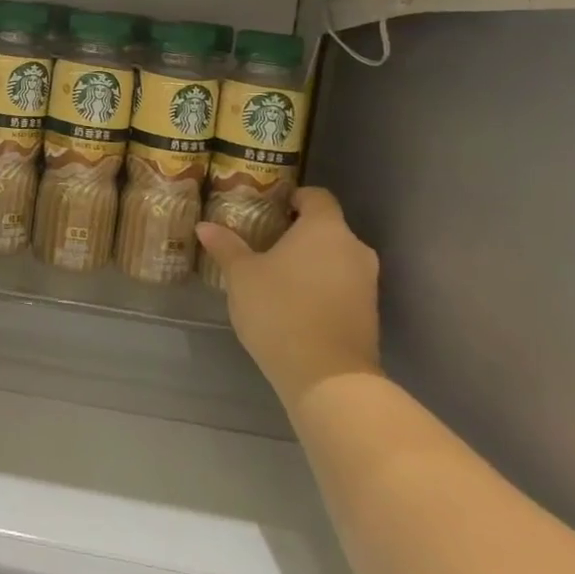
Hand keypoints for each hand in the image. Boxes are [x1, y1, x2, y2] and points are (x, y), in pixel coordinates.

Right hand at [197, 187, 381, 411]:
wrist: (327, 377)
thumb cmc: (280, 310)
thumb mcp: (241, 276)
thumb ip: (226, 246)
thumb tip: (204, 226)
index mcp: (325, 228)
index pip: (316, 196)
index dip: (294, 198)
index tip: (270, 209)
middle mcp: (354, 248)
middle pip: (328, 228)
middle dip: (299, 233)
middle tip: (265, 243)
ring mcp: (367, 282)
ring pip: (336, 258)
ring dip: (311, 262)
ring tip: (276, 275)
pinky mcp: (370, 313)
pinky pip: (342, 285)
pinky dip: (322, 286)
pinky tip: (295, 303)